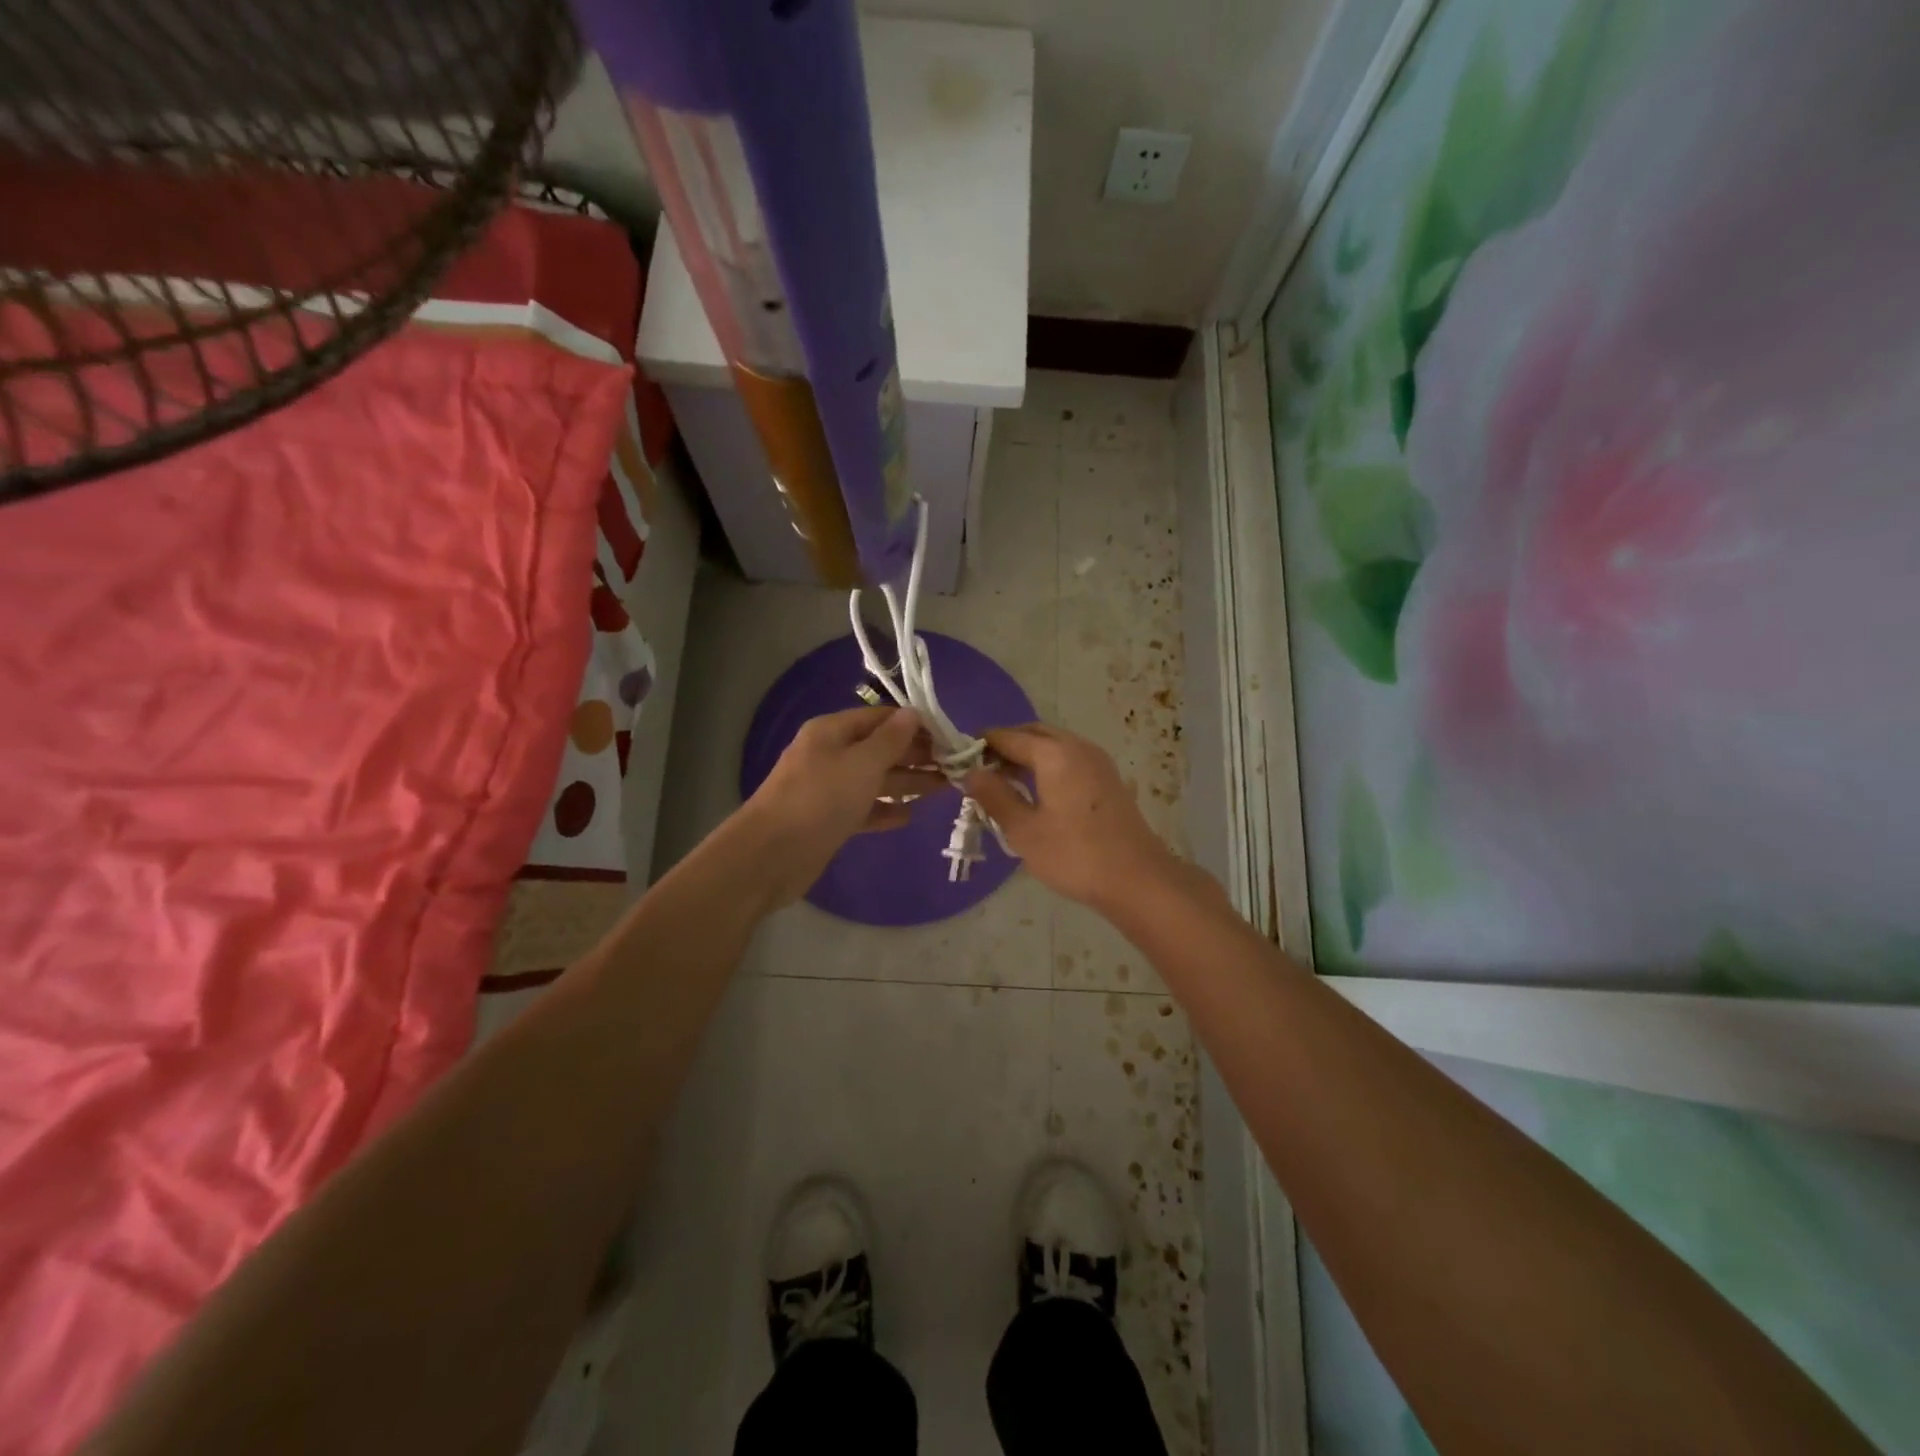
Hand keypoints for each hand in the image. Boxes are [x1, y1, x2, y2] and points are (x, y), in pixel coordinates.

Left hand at [738, 706, 944, 908]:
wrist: (771, 856)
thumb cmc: (820, 799)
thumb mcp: (862, 764)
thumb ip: (891, 740)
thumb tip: (914, 713)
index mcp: (832, 732)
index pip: (880, 718)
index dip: (914, 725)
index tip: (949, 736)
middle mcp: (830, 755)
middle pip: (880, 748)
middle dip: (916, 755)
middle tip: (954, 765)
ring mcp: (828, 789)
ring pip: (875, 780)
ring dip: (906, 782)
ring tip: (943, 788)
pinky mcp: (828, 821)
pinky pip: (863, 809)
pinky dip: (884, 810)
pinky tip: (908, 816)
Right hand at [962, 722, 1176, 909]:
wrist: (1137, 879)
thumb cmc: (1075, 855)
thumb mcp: (1023, 830)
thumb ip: (994, 796)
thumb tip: (970, 772)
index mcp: (1054, 753)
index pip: (1007, 736)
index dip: (980, 746)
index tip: (958, 762)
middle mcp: (1077, 746)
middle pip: (1032, 733)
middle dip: (1004, 747)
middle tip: (981, 774)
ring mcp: (1097, 761)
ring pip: (1053, 745)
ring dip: (1026, 756)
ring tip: (1003, 786)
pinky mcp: (1107, 778)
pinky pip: (1068, 759)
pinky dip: (1046, 766)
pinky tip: (1035, 794)